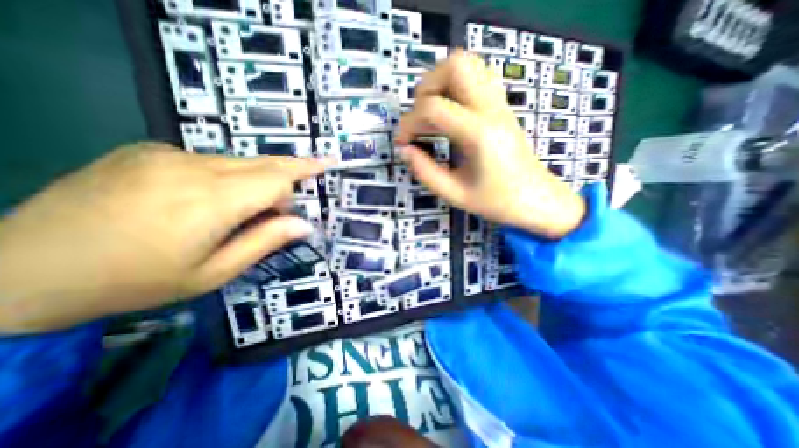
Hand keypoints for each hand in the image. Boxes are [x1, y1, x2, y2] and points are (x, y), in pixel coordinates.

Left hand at [1, 143, 327, 331]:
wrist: (22, 269)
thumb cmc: (137, 281)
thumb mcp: (213, 273)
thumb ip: (265, 242)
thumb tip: (304, 224)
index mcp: (210, 201)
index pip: (277, 178)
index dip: (301, 180)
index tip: (323, 172)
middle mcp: (192, 167)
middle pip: (263, 161)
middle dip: (292, 168)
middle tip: (320, 162)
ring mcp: (166, 154)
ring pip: (239, 161)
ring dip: (257, 179)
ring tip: (252, 206)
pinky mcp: (148, 151)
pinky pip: (210, 160)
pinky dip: (228, 176)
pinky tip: (211, 198)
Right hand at [394, 51, 585, 238]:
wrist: (535, 200)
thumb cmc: (496, 201)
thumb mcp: (454, 194)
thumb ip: (424, 171)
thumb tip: (404, 150)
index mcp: (478, 133)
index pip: (432, 108)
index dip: (409, 123)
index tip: (403, 142)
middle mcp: (491, 109)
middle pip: (455, 65)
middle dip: (426, 87)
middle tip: (419, 118)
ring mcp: (500, 104)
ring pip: (469, 64)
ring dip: (441, 82)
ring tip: (432, 113)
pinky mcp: (502, 107)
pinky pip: (478, 78)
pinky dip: (456, 87)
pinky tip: (451, 114)